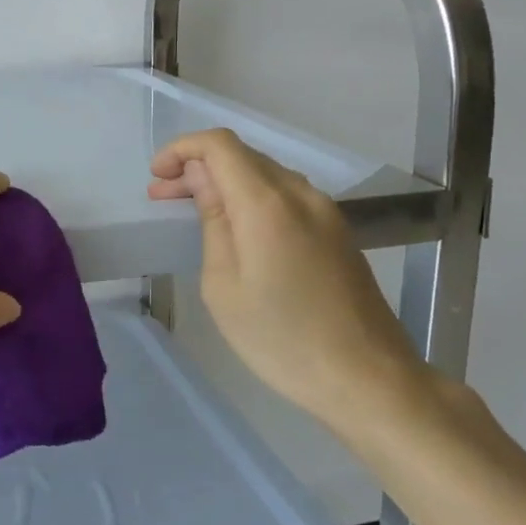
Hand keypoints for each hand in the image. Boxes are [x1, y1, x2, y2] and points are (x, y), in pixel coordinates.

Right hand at [148, 128, 420, 424]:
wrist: (368, 380)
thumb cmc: (281, 338)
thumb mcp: (224, 284)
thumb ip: (212, 220)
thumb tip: (201, 177)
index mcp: (268, 203)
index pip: (219, 145)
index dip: (182, 149)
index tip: (157, 176)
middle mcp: (301, 194)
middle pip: (242, 155)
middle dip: (197, 166)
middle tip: (162, 197)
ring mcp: (325, 212)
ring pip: (264, 174)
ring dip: (225, 182)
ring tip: (193, 211)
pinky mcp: (337, 231)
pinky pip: (285, 196)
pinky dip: (251, 198)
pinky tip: (236, 228)